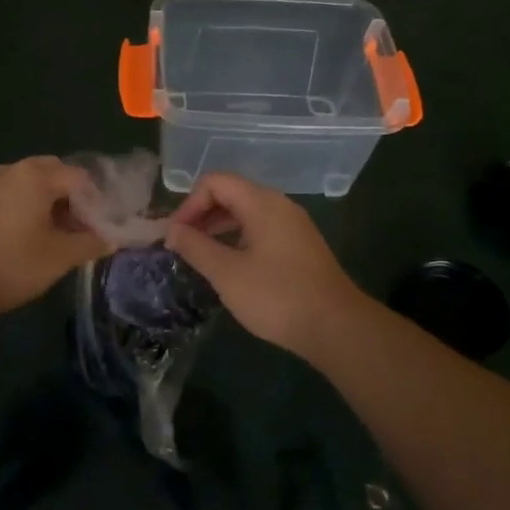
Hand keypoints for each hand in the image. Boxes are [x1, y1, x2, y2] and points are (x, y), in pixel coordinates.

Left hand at [0, 157, 109, 319]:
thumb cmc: (9, 264)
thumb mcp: (58, 258)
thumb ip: (89, 244)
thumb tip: (111, 238)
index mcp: (36, 175)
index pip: (80, 178)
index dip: (95, 202)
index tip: (99, 229)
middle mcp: (10, 169)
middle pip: (52, 173)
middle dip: (69, 197)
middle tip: (76, 229)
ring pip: (25, 184)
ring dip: (43, 202)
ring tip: (49, 236)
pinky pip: (4, 195)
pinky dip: (19, 208)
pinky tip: (17, 238)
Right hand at [164, 173, 368, 358]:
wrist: (336, 327)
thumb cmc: (277, 296)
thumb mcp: (227, 273)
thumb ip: (196, 247)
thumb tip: (172, 230)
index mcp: (262, 203)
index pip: (215, 182)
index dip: (189, 204)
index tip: (175, 235)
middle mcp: (279, 206)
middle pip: (232, 194)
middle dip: (201, 215)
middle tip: (181, 244)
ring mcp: (293, 226)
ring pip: (247, 214)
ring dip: (219, 228)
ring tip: (199, 256)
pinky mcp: (300, 247)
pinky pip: (261, 230)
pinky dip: (238, 239)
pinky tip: (229, 266)